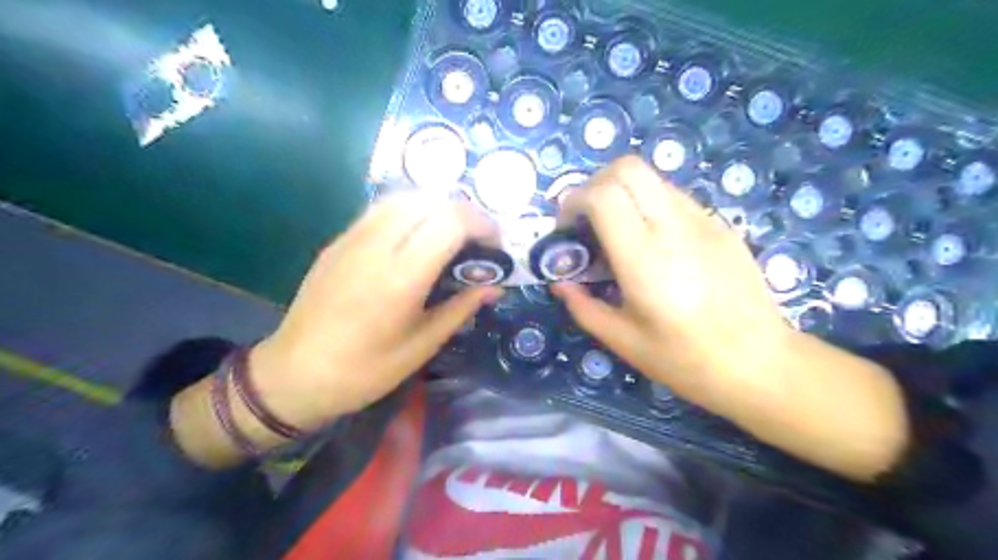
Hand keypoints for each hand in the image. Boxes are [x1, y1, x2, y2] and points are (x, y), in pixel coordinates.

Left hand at [247, 195, 497, 430]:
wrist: (294, 375)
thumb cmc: (365, 370)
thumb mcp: (421, 346)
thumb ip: (460, 308)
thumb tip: (494, 287)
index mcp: (400, 278)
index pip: (449, 222)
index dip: (480, 224)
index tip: (495, 244)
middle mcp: (376, 247)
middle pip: (429, 201)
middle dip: (463, 212)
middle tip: (477, 240)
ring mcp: (352, 239)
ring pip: (403, 198)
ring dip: (436, 207)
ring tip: (450, 235)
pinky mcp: (338, 241)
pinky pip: (381, 210)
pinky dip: (410, 212)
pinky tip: (416, 238)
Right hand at [550, 158, 910, 480]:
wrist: (760, 363)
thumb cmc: (686, 360)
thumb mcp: (622, 340)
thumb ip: (583, 306)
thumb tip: (559, 282)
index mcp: (645, 258)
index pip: (603, 194)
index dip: (574, 200)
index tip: (567, 228)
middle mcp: (674, 227)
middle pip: (628, 167)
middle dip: (596, 184)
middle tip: (588, 221)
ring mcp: (703, 221)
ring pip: (652, 178)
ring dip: (624, 194)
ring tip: (619, 233)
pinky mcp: (720, 225)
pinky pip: (675, 198)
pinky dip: (650, 206)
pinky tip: (653, 244)